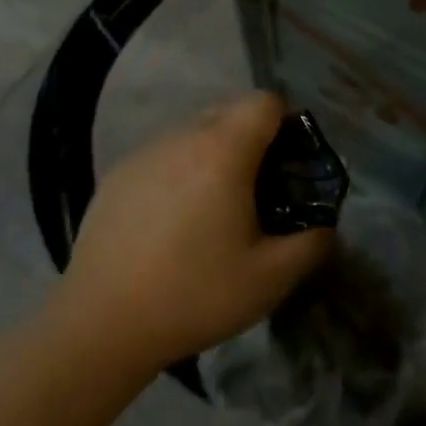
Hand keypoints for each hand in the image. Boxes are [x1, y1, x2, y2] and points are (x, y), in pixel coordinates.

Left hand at [61, 91, 333, 371]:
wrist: (101, 324)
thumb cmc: (194, 294)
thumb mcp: (271, 279)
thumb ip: (312, 244)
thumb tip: (324, 227)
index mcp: (222, 151)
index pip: (264, 101)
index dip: (286, 123)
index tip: (290, 164)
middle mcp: (181, 138)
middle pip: (228, 111)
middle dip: (252, 139)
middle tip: (258, 190)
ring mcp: (143, 154)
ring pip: (192, 134)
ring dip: (213, 156)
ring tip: (212, 211)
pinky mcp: (115, 176)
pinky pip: (162, 157)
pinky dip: (178, 173)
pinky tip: (171, 224)